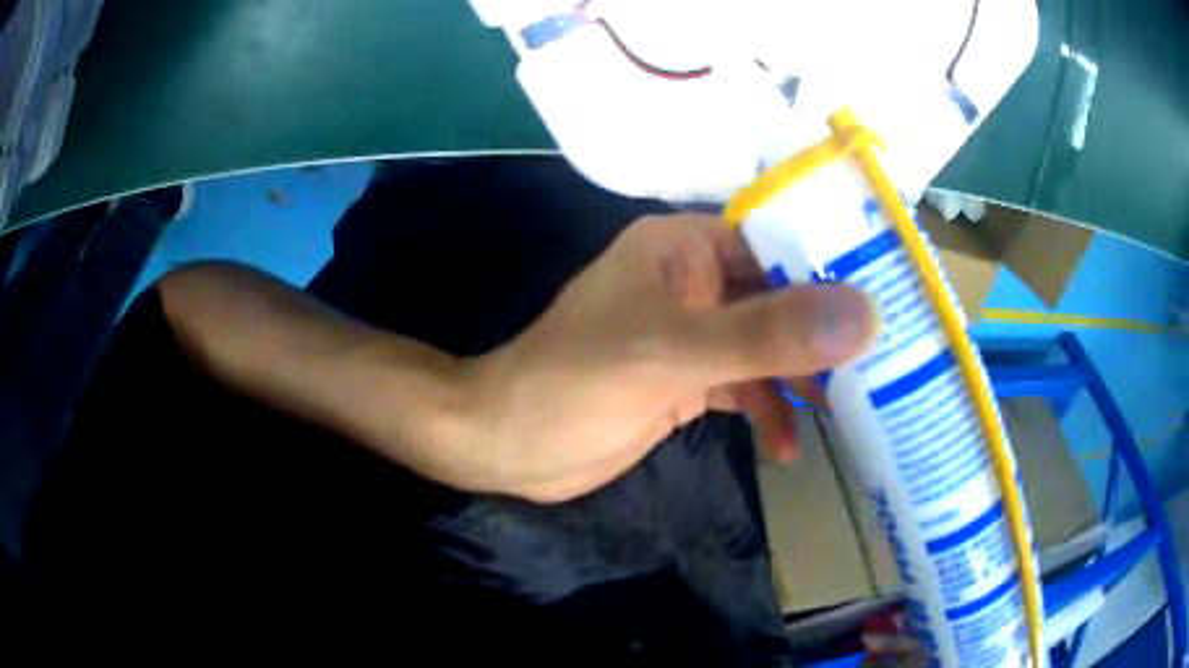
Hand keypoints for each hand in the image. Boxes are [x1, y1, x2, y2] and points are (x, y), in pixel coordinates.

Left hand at [461, 213, 877, 501]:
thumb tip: (864, 314)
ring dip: (799, 380)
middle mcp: (694, 283)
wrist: (509, 445)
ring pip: (767, 347)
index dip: (834, 263)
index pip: (776, 240)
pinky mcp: (687, 381)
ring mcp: (692, 335)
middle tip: (878, 366)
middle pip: (779, 297)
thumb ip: (766, 335)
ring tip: (839, 414)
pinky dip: (767, 412)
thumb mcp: (672, 354)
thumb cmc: (573, 384)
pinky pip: (745, 387)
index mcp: (684, 249)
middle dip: (824, 334)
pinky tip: (783, 449)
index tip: (890, 296)